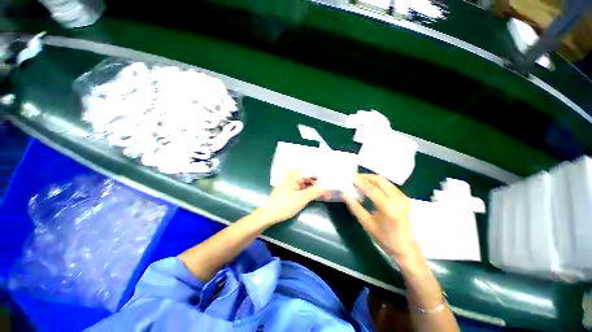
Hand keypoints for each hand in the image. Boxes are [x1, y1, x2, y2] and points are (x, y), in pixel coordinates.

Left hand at [262, 170, 327, 224]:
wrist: (270, 215)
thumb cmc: (285, 205)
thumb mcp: (302, 198)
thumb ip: (315, 192)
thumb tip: (328, 188)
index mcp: (293, 175)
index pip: (308, 169)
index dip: (318, 171)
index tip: (327, 175)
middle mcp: (291, 177)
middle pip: (307, 175)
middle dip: (317, 180)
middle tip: (327, 185)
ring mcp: (290, 183)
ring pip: (305, 182)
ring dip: (313, 186)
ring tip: (323, 190)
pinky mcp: (290, 190)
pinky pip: (301, 187)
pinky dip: (308, 190)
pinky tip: (314, 194)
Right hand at [343, 174, 419, 260]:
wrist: (406, 248)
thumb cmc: (385, 238)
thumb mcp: (367, 224)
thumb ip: (355, 207)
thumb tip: (344, 194)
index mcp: (389, 207)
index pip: (371, 188)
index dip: (359, 181)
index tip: (348, 177)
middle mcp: (398, 198)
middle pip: (379, 180)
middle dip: (365, 177)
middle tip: (353, 178)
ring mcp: (403, 196)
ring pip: (384, 180)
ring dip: (370, 178)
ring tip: (359, 181)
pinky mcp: (404, 197)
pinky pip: (388, 184)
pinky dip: (377, 182)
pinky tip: (369, 186)